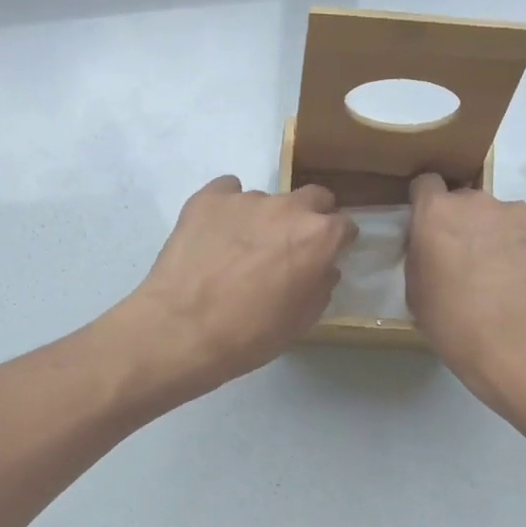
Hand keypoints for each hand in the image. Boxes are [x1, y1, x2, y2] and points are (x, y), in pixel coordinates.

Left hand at [113, 176, 354, 396]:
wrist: (181, 330)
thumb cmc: (249, 334)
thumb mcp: (300, 321)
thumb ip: (320, 287)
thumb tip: (323, 269)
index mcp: (318, 237)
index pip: (344, 225)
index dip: (338, 241)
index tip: (328, 255)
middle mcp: (287, 208)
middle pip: (313, 198)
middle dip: (310, 217)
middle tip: (292, 245)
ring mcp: (245, 198)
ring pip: (267, 200)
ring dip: (264, 219)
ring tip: (240, 249)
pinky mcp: (207, 199)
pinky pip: (226, 192)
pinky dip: (228, 208)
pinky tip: (215, 234)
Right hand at [406, 173, 525, 411]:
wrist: (517, 345)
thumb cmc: (453, 324)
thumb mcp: (415, 291)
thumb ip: (421, 255)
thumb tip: (434, 246)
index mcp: (436, 214)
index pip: (426, 184)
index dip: (428, 204)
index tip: (431, 228)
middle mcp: (477, 201)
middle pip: (468, 202)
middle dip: (467, 225)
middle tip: (471, 263)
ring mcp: (520, 211)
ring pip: (505, 216)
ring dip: (502, 236)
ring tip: (507, 277)